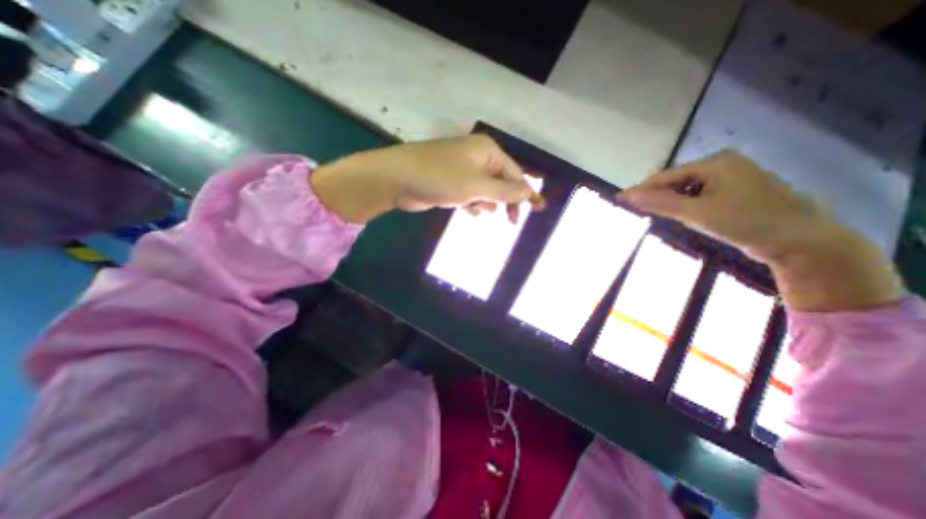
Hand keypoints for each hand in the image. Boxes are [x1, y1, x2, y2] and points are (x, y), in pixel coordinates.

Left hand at [311, 134, 542, 221]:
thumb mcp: (476, 186)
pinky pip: (470, 194)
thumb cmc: (440, 178)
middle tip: (510, 221)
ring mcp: (462, 169)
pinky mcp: (451, 182)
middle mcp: (477, 157)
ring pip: (485, 190)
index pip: (515, 173)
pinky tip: (468, 210)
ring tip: (478, 210)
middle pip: (501, 181)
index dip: (526, 192)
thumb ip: (504, 191)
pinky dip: (472, 203)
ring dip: (486, 203)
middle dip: (505, 200)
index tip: (538, 209)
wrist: (397, 179)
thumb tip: (529, 193)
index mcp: (487, 151)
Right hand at [617, 151, 820, 263]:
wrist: (800, 241)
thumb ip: (660, 203)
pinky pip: (700, 196)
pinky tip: (679, 215)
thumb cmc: (745, 222)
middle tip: (634, 210)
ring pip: (687, 189)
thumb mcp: (696, 213)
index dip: (641, 189)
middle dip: (656, 196)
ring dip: (670, 202)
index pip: (666, 176)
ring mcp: (731, 177)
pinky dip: (686, 205)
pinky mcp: (736, 192)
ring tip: (652, 214)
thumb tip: (627, 196)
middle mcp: (723, 164)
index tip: (619, 199)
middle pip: (676, 181)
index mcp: (715, 162)